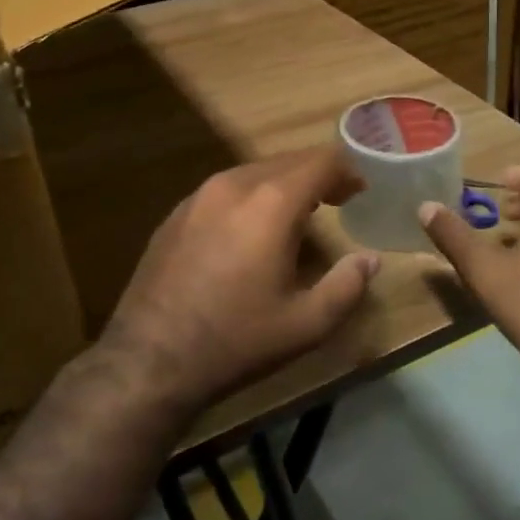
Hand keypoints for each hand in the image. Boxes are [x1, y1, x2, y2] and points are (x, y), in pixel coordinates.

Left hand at [99, 148, 377, 411]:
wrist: (150, 359)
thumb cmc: (237, 339)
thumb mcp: (306, 324)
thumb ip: (347, 286)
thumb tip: (369, 260)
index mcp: (272, 202)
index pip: (321, 161)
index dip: (346, 171)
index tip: (359, 191)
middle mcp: (235, 184)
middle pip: (288, 161)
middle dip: (317, 175)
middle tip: (337, 201)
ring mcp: (199, 195)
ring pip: (254, 172)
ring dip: (283, 185)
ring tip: (297, 216)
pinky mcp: (176, 213)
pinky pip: (225, 189)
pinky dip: (250, 197)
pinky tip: (249, 232)